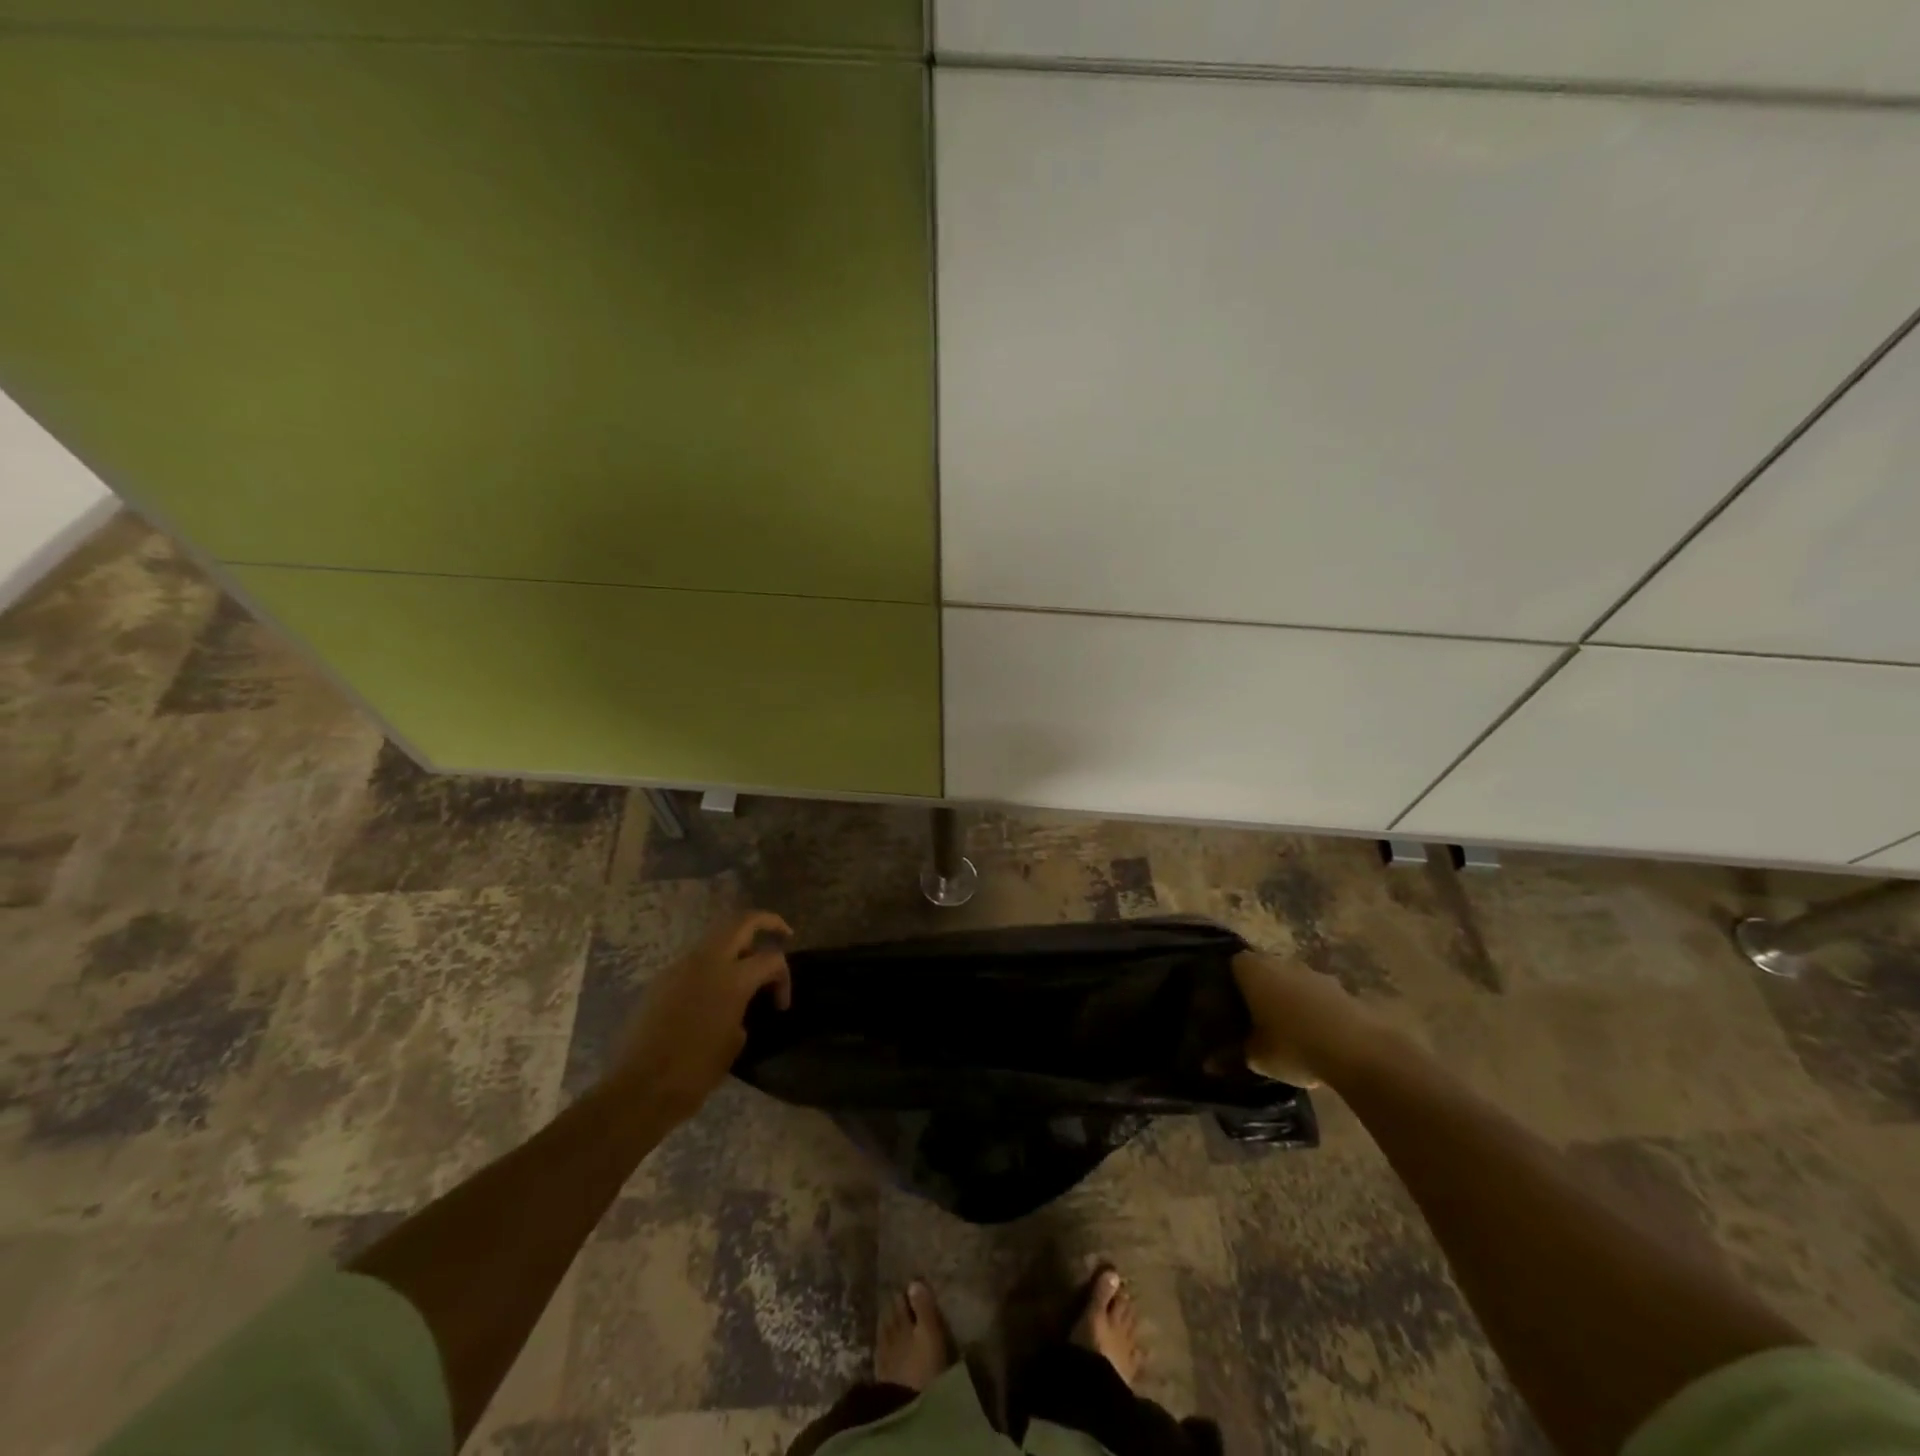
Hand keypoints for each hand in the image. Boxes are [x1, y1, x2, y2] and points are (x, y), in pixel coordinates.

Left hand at [613, 911, 793, 1123]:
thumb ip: (743, 1009)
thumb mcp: (734, 1041)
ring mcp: (679, 967)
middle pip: (742, 922)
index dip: (784, 978)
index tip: (780, 1005)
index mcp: (732, 979)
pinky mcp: (660, 980)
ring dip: (736, 944)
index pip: (771, 959)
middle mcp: (706, 962)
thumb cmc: (694, 1072)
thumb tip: (740, 1002)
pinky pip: (694, 961)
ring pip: (715, 938)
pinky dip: (712, 964)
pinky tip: (713, 990)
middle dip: (766, 922)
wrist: (638, 1090)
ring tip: (746, 967)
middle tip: (782, 934)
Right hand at [1231, 950, 1379, 1085]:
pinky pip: (1318, 998)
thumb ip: (1233, 1054)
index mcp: (1253, 970)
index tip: (1227, 1004)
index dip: (1229, 982)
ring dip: (1289, 1000)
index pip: (1232, 964)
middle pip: (1264, 970)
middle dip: (1260, 991)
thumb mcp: (1256, 1058)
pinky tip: (1315, 1039)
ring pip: (1292, 983)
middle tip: (1253, 1019)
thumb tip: (1209, 1064)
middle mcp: (1282, 962)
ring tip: (1286, 1032)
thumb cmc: (1294, 1046)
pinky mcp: (1342, 990)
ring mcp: (1315, 974)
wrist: (1359, 1051)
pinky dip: (1314, 1012)